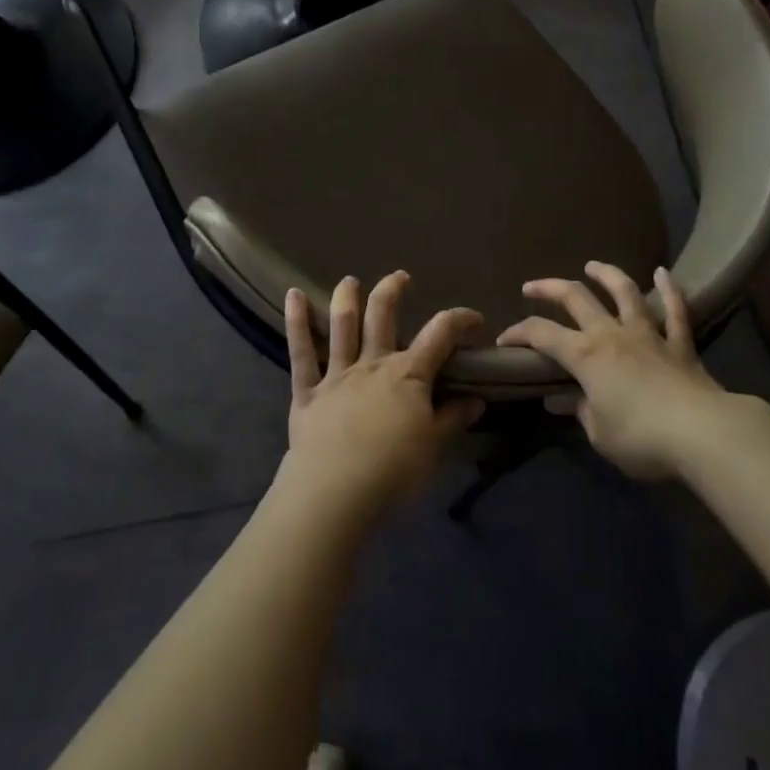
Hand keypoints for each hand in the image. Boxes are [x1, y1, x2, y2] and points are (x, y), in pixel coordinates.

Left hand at [276, 273, 485, 522]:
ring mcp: (338, 374)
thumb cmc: (394, 470)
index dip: (459, 320)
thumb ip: (453, 419)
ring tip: (349, 281)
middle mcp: (373, 363)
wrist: (336, 492)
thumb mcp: (434, 447)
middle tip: (399, 277)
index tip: (474, 319)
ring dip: (346, 298)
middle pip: (383, 315)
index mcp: (408, 374)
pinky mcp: (308, 391)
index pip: (440, 335)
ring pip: (342, 325)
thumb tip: (477, 399)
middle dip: (392, 291)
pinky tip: (292, 295)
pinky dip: (296, 322)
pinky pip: (301, 352)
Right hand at [497, 263, 731, 479]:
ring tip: (592, 266)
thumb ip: (580, 412)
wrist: (703, 434)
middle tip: (532, 287)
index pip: (541, 334)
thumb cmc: (642, 438)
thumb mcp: (600, 434)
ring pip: (624, 292)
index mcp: (585, 355)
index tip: (504, 341)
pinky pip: (675, 311)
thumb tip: (562, 400)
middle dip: (550, 288)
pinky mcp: (680, 344)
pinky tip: (664, 273)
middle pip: (576, 298)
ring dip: (606, 274)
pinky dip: (669, 290)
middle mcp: (611, 334)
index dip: (519, 333)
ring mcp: (648, 334)